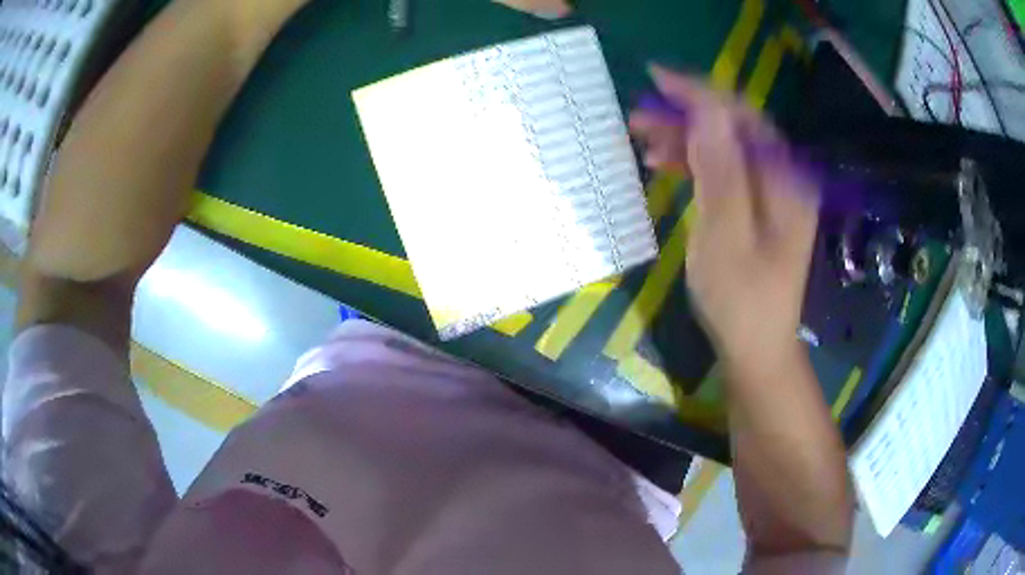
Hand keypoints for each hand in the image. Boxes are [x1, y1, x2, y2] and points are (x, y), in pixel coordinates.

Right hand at [630, 67, 819, 372]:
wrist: (756, 348)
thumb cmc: (740, 300)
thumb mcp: (725, 235)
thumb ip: (721, 170)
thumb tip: (706, 111)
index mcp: (784, 181)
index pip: (742, 116)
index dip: (700, 94)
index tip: (654, 79)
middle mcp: (783, 178)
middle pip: (735, 127)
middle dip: (687, 115)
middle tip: (639, 116)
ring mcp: (771, 193)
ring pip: (727, 146)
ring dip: (687, 137)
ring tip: (644, 140)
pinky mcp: (757, 207)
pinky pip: (726, 169)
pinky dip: (696, 162)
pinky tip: (667, 165)